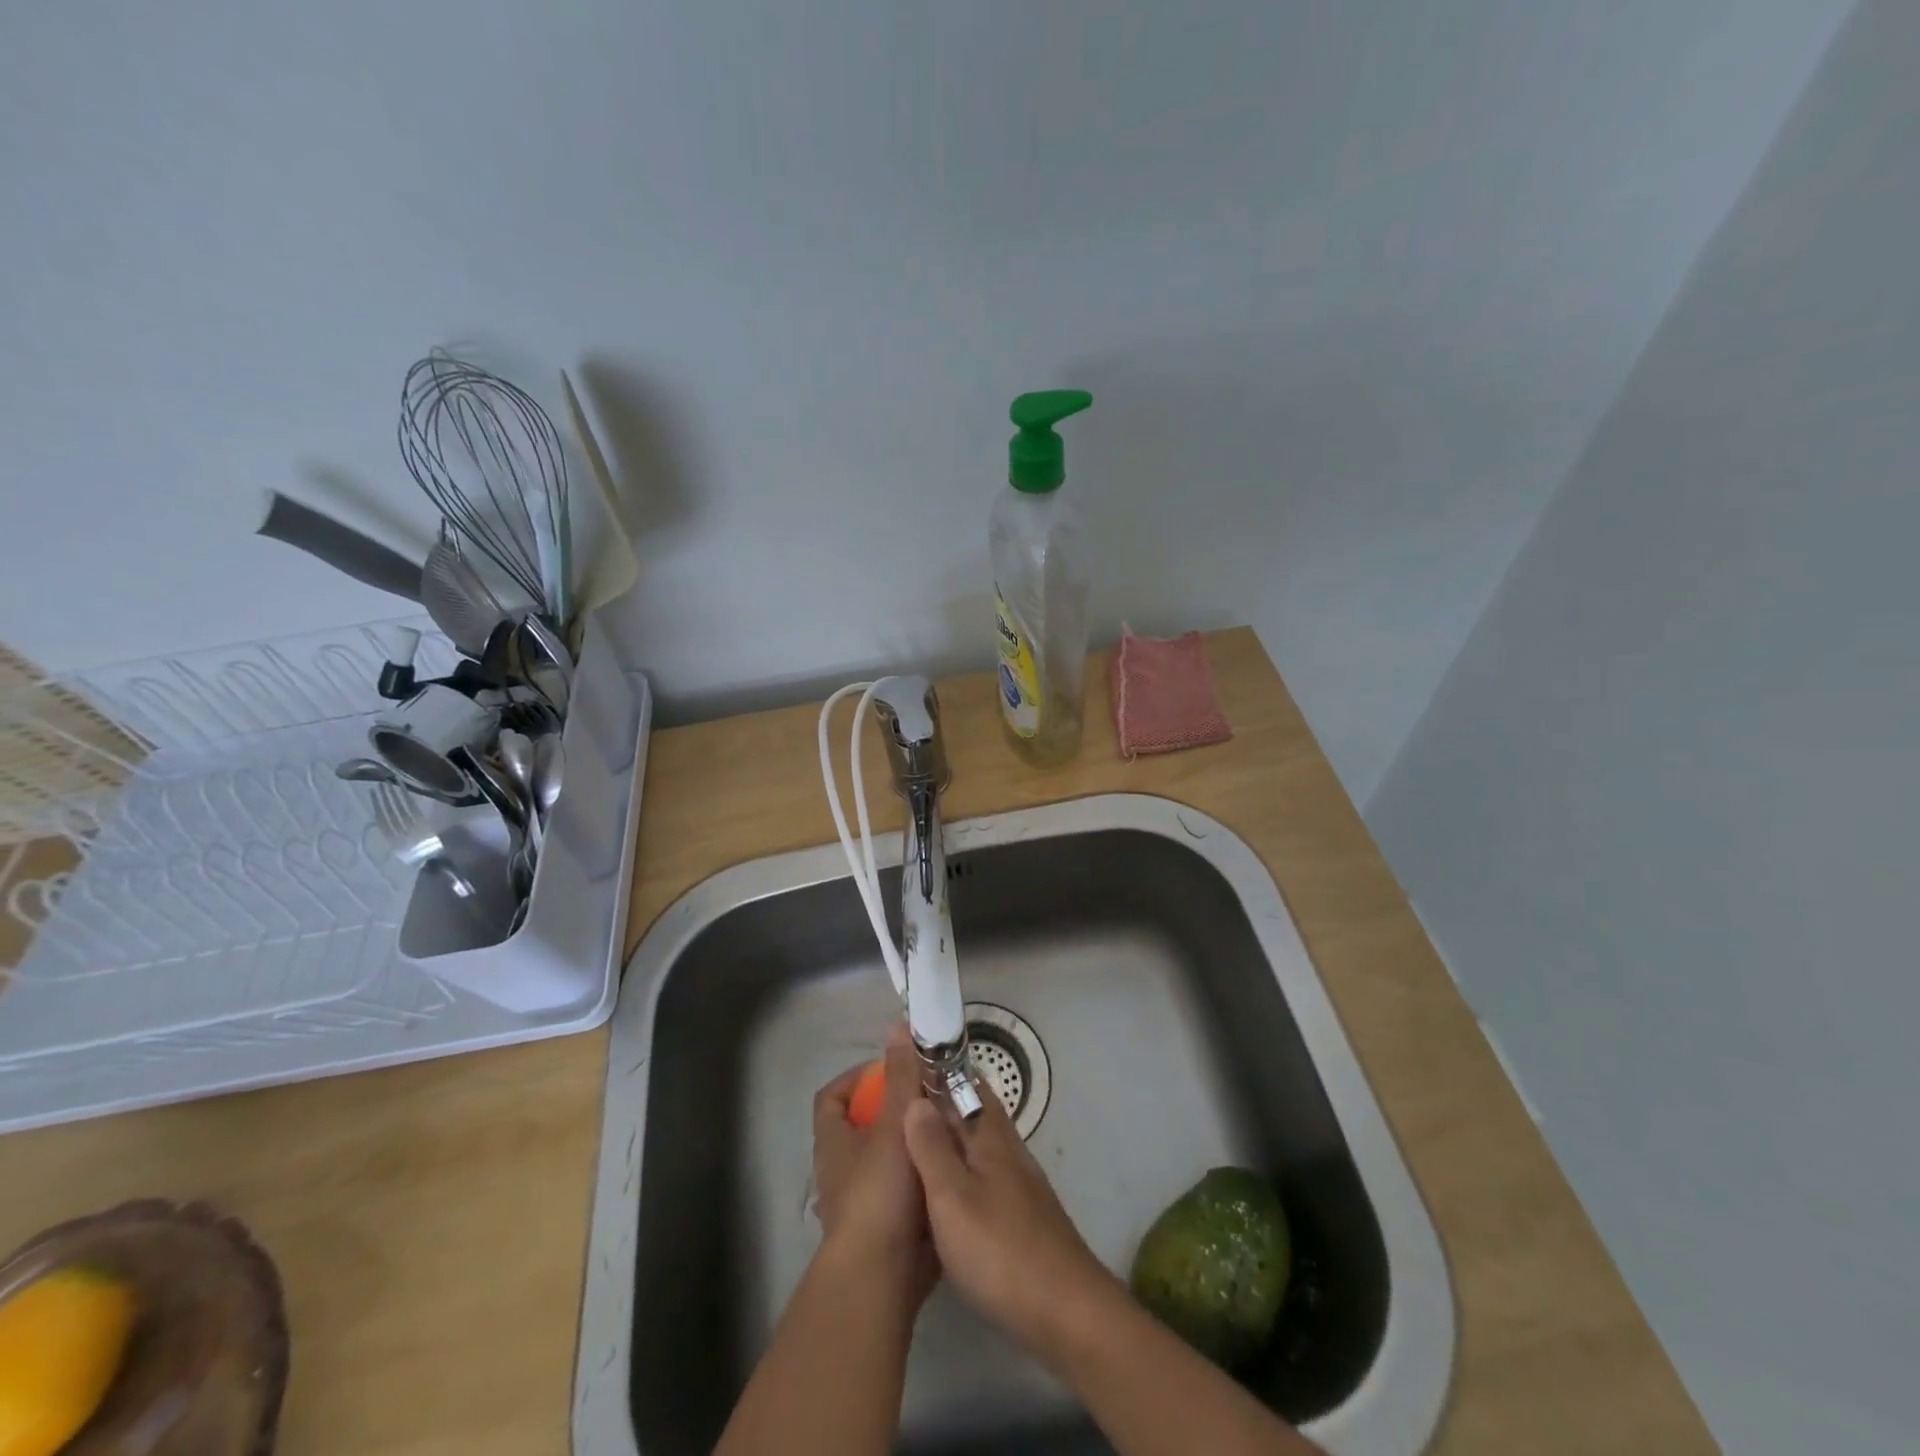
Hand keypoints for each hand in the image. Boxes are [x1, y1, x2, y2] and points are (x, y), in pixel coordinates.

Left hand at [812, 1025, 936, 1299]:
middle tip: (932, 1098)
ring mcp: (861, 1203)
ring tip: (949, 1129)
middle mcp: (841, 1170)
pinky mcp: (885, 1231)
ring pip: (886, 1160)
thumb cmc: (880, 1192)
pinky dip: (922, 1179)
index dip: (858, 1077)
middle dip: (896, 1110)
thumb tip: (898, 1027)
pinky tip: (951, 1170)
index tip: (892, 1069)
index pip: (832, 1096)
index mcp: (834, 1142)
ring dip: (913, 1144)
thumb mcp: (895, 1124)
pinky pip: (904, 1193)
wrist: (880, 1278)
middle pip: (863, 1127)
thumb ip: (901, 1076)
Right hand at [902, 1084, 1117, 1353]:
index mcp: (990, 1137)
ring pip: (979, 1143)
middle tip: (903, 1097)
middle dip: (944, 1098)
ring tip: (915, 1140)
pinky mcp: (1021, 1216)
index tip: (909, 1056)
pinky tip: (945, 1191)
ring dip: (952, 1133)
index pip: (965, 1084)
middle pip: (975, 1110)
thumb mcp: (952, 1198)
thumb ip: (931, 1148)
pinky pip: (984, 1174)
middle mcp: (1007, 1150)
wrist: (1066, 1312)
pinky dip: (961, 1168)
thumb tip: (915, 1098)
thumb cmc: (1001, 1250)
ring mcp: (1018, 1184)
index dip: (940, 1068)